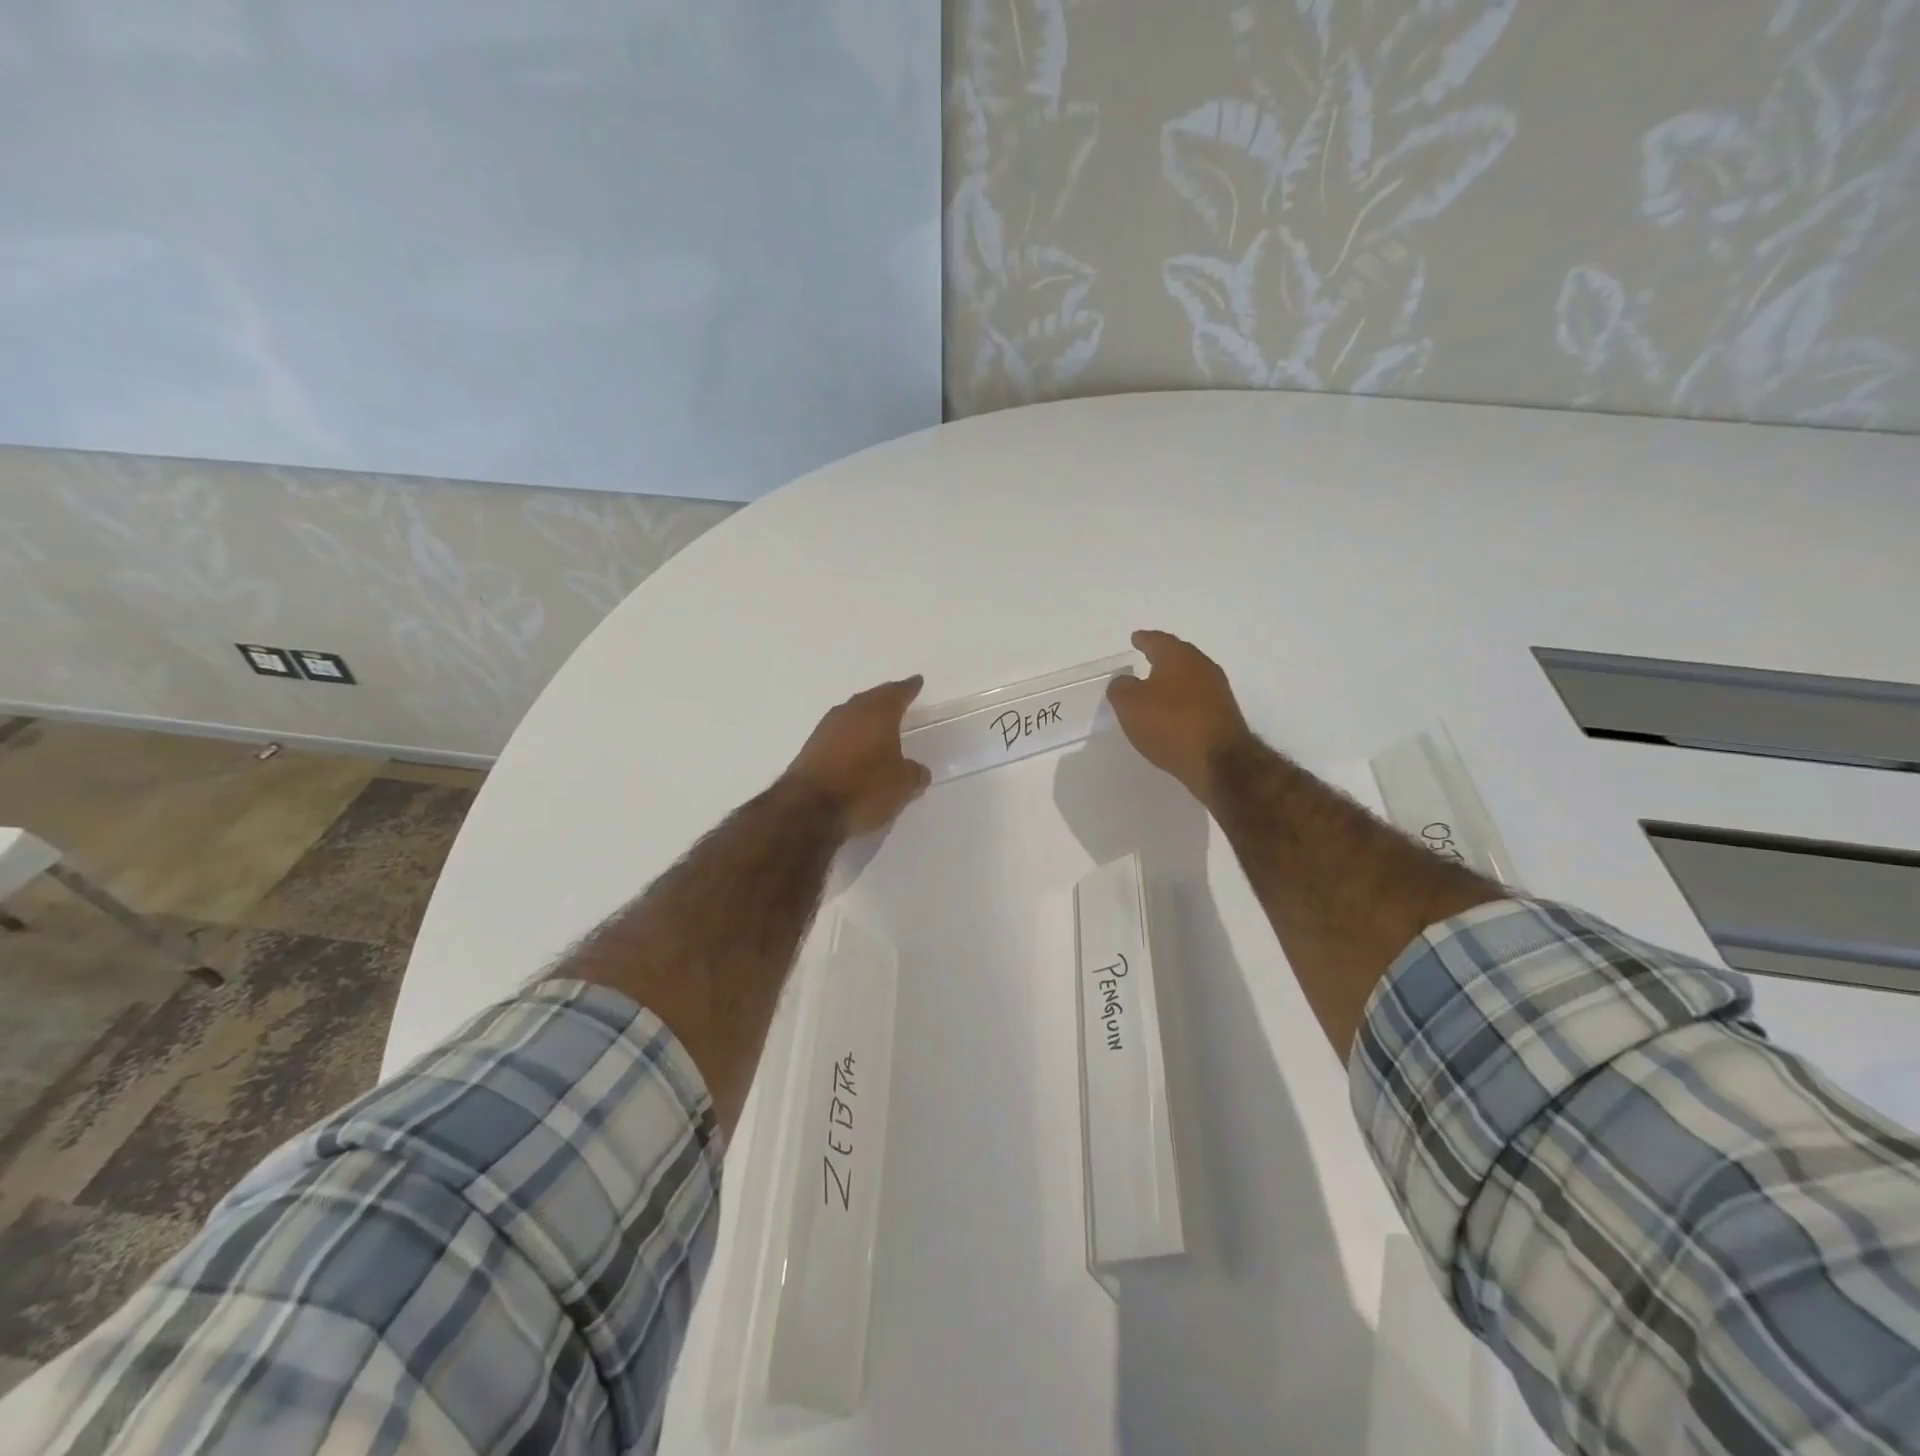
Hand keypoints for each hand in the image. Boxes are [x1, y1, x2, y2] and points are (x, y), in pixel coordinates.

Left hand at [784, 676, 932, 835]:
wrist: (809, 809)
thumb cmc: (865, 788)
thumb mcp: (902, 785)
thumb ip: (914, 773)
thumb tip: (917, 770)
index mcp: (877, 713)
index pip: (897, 693)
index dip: (909, 688)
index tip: (916, 681)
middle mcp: (850, 713)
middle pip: (871, 699)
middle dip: (885, 699)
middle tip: (897, 699)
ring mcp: (825, 729)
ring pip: (851, 715)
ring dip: (864, 718)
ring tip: (877, 724)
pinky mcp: (810, 749)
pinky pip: (837, 735)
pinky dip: (849, 738)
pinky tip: (855, 748)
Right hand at [1108, 630, 1252, 799]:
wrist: (1219, 760)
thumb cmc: (1169, 724)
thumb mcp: (1129, 704)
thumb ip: (1120, 688)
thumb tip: (1125, 682)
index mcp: (1177, 656)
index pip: (1157, 641)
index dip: (1143, 640)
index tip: (1135, 638)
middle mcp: (1201, 666)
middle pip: (1178, 656)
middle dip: (1162, 657)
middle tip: (1146, 658)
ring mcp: (1218, 690)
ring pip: (1190, 677)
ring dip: (1174, 680)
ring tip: (1157, 687)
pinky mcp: (1224, 714)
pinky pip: (1198, 699)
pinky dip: (1184, 700)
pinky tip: (1174, 712)